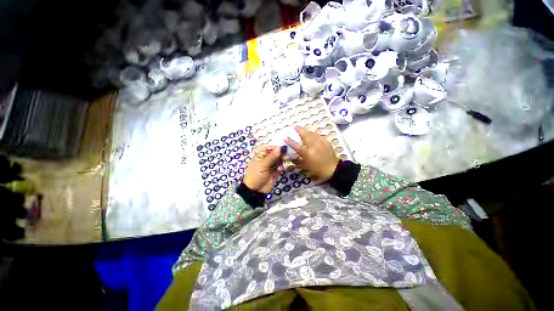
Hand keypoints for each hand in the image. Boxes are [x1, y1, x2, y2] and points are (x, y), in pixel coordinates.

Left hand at [243, 146, 283, 193]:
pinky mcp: (273, 172)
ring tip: (281, 166)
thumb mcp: (263, 165)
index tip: (283, 148)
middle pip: (275, 154)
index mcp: (259, 155)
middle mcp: (265, 159)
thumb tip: (279, 147)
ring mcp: (269, 166)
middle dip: (280, 155)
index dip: (275, 148)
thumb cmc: (256, 175)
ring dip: (281, 162)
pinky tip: (279, 171)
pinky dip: (280, 169)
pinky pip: (279, 168)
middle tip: (285, 157)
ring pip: (278, 160)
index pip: (268, 148)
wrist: (255, 190)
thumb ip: (272, 156)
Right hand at [285, 126, 338, 181]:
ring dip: (306, 131)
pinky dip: (313, 134)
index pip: (296, 146)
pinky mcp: (326, 141)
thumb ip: (297, 161)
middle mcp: (314, 146)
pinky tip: (312, 135)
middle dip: (299, 130)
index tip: (285, 137)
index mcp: (308, 153)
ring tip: (302, 130)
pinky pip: (318, 135)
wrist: (333, 169)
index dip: (290, 142)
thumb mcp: (306, 167)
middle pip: (305, 135)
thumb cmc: (318, 169)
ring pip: (312, 133)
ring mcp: (321, 142)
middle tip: (295, 127)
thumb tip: (290, 158)